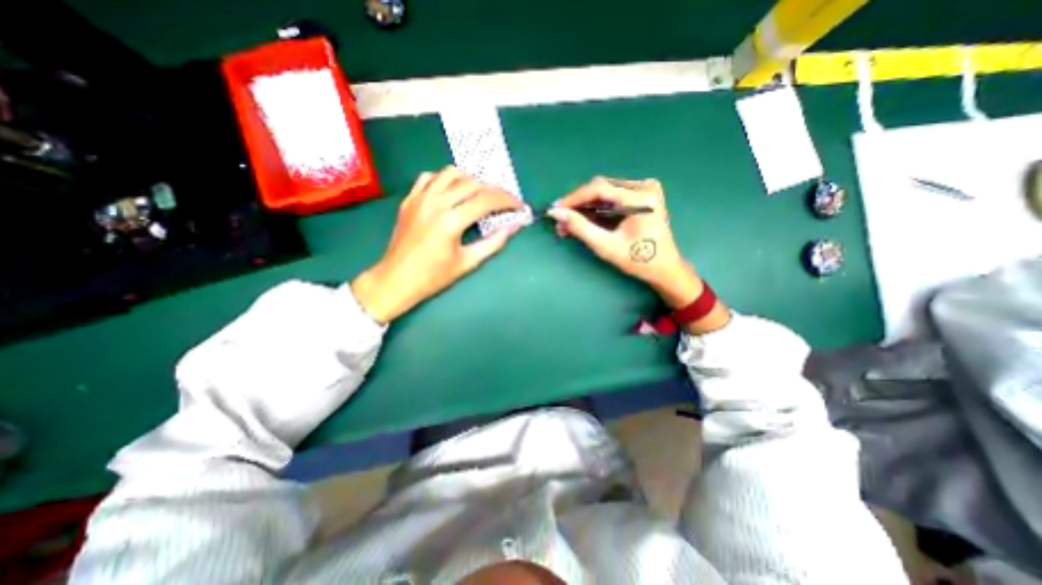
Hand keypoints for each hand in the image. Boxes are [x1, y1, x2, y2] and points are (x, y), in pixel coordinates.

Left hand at [354, 167, 528, 321]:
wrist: (396, 279)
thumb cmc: (434, 277)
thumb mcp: (468, 262)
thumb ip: (494, 242)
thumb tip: (514, 226)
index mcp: (451, 221)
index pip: (486, 201)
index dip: (507, 201)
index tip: (519, 205)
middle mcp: (435, 203)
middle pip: (472, 184)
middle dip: (494, 190)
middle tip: (505, 201)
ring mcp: (420, 198)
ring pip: (450, 174)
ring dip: (471, 180)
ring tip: (481, 194)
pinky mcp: (410, 199)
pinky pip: (429, 177)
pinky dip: (446, 179)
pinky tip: (452, 191)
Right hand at [546, 176, 699, 307]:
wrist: (663, 268)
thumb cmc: (637, 260)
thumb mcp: (605, 246)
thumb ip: (580, 227)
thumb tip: (556, 213)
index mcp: (640, 198)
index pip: (599, 189)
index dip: (573, 199)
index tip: (555, 209)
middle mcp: (643, 187)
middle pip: (600, 189)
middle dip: (577, 206)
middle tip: (560, 221)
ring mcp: (643, 190)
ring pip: (603, 194)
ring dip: (584, 208)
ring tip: (568, 224)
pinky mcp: (640, 196)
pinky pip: (611, 198)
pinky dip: (595, 210)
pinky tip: (583, 221)